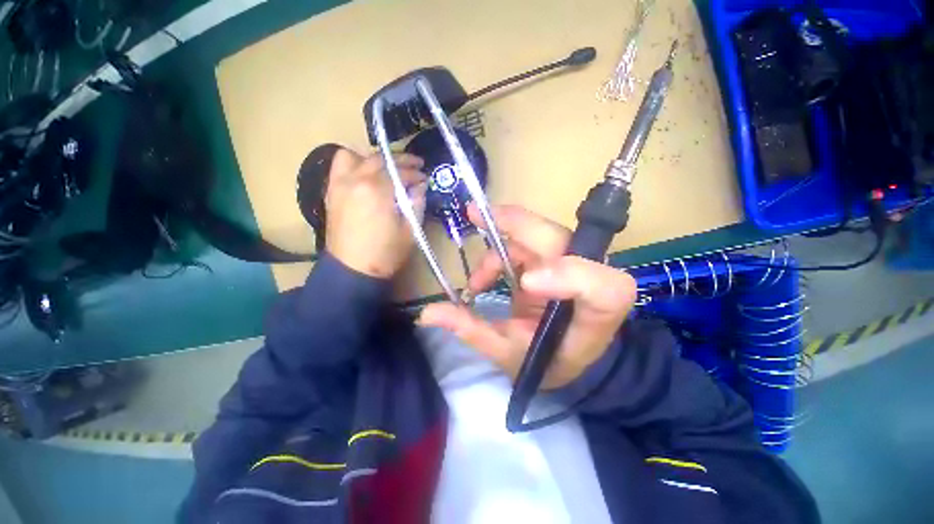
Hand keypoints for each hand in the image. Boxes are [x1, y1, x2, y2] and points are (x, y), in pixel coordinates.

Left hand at [325, 148, 426, 278]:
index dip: (416, 174)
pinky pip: (339, 166)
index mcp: (378, 190)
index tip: (425, 177)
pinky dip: (354, 164)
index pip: (401, 172)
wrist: (352, 270)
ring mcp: (340, 184)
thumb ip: (417, 204)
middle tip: (415, 166)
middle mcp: (356, 180)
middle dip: (401, 160)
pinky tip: (365, 176)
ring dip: (374, 159)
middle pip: (380, 159)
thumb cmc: (386, 253)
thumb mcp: (410, 231)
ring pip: (356, 156)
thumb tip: (420, 186)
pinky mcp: (331, 191)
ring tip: (386, 170)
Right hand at [419, 205, 636, 388]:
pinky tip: (484, 276)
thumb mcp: (510, 354)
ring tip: (476, 283)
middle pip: (557, 238)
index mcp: (597, 311)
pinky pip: (525, 239)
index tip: (525, 283)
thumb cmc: (546, 361)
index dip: (566, 275)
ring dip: (498, 248)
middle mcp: (590, 276)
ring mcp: (570, 261)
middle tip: (473, 214)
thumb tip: (428, 312)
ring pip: (534, 233)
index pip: (601, 285)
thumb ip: (473, 331)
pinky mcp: (553, 256)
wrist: (567, 356)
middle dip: (514, 223)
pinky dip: (499, 250)